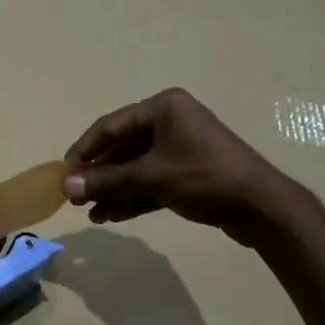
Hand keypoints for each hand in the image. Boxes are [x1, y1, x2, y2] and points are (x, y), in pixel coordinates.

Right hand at [61, 89, 311, 247]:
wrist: (261, 206)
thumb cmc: (204, 178)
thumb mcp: (150, 177)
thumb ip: (106, 181)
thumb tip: (65, 186)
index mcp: (163, 108)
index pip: (110, 126)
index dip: (84, 150)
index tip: (63, 173)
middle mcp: (170, 122)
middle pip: (122, 148)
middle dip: (99, 176)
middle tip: (75, 198)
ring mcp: (180, 148)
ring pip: (135, 168)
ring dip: (113, 191)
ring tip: (92, 215)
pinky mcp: (188, 174)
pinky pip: (151, 182)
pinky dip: (133, 197)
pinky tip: (112, 216)